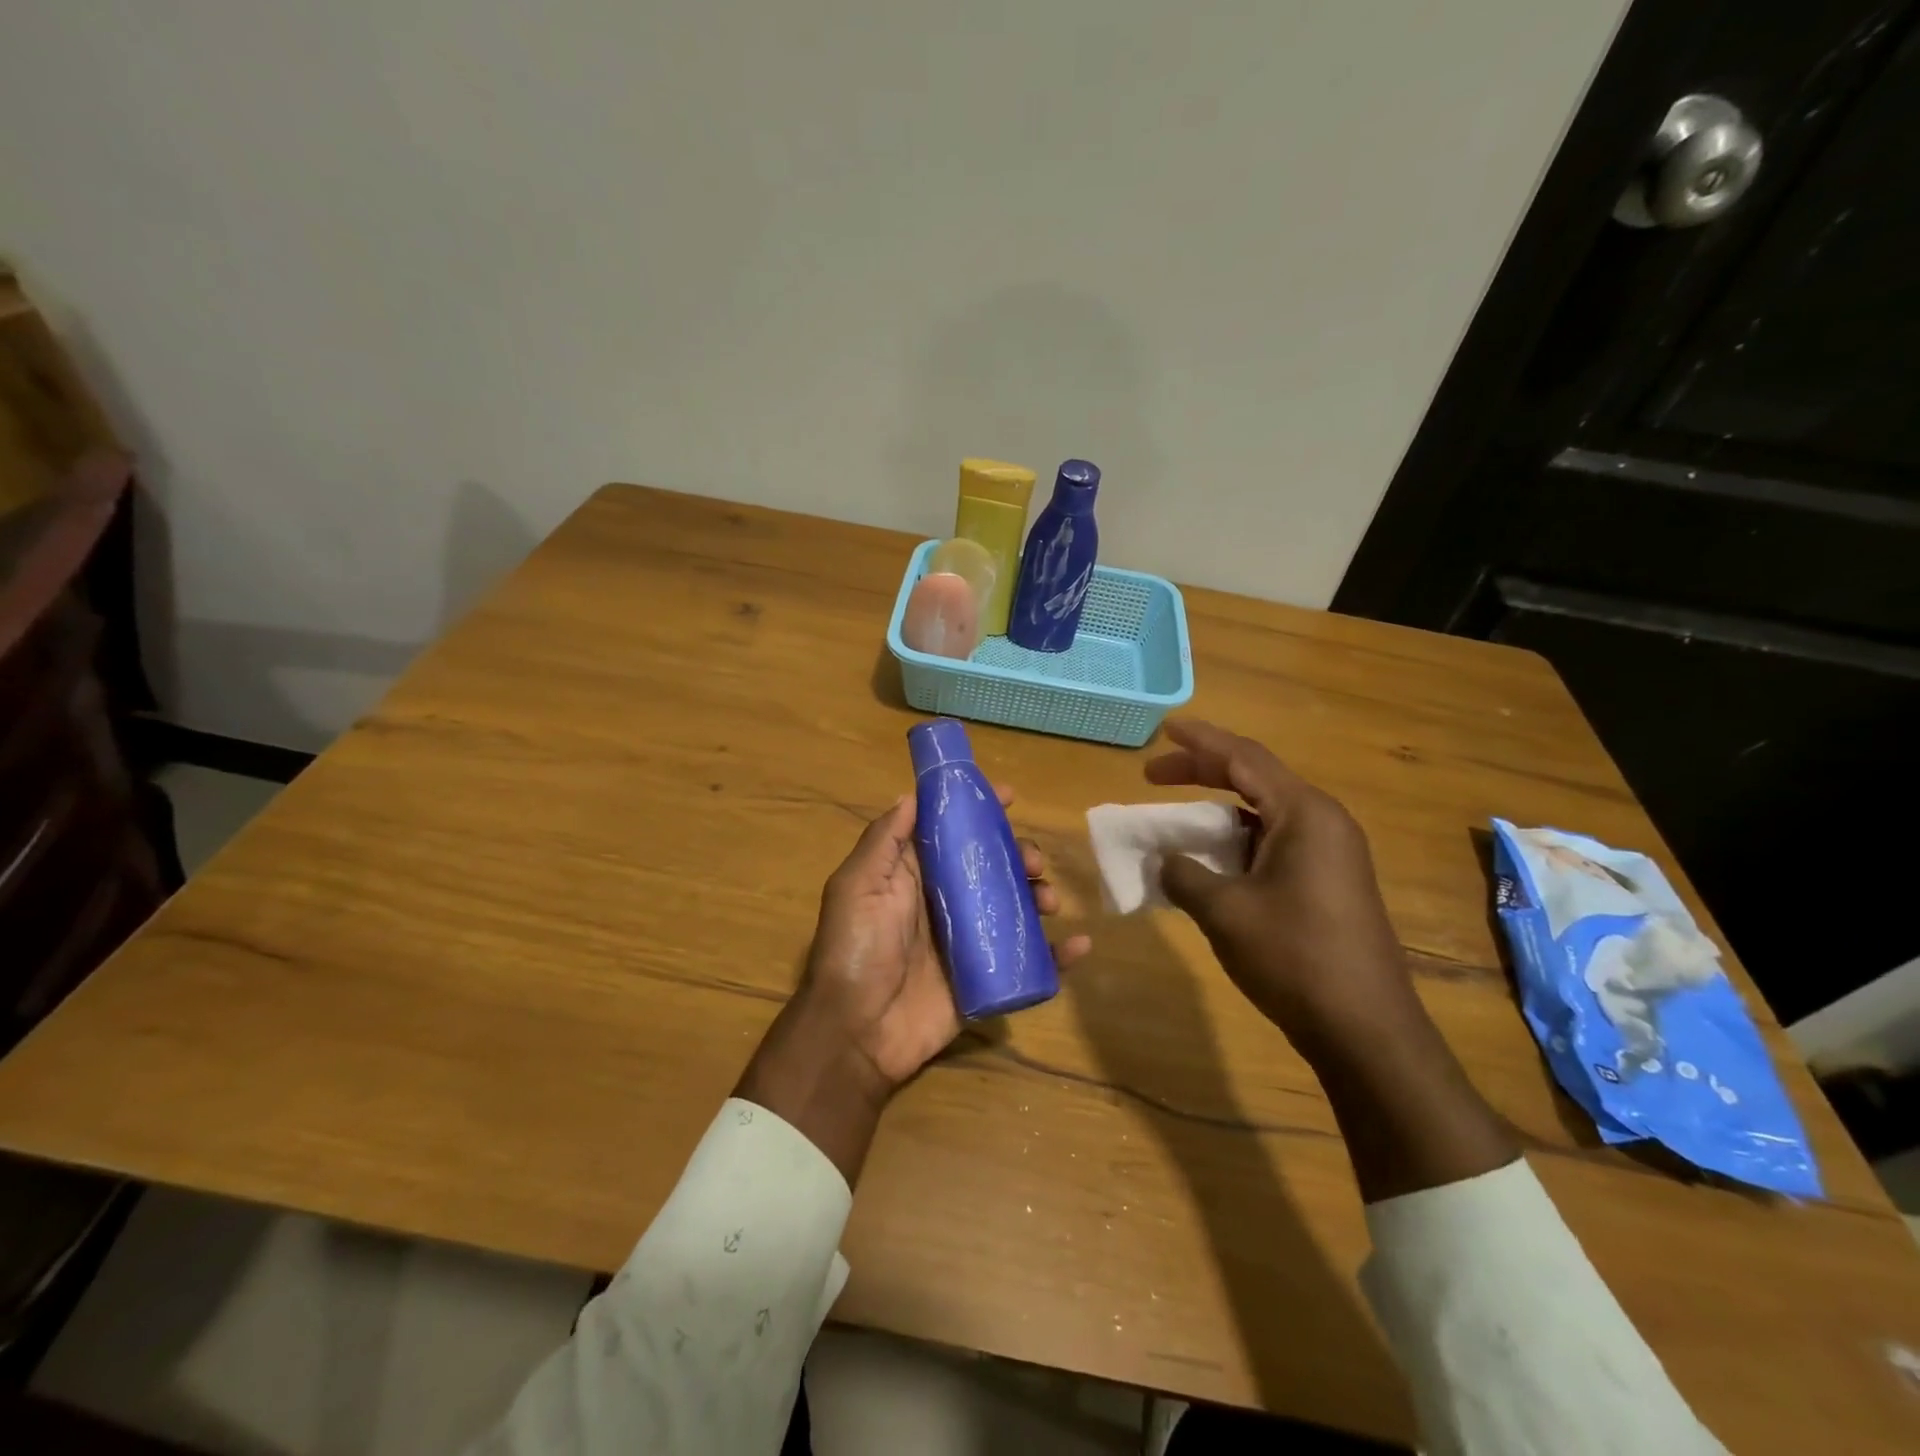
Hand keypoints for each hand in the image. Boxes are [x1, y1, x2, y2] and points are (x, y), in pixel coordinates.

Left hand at [736, 788, 1089, 1184]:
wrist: (857, 1033)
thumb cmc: (855, 950)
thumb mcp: (857, 886)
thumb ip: (885, 841)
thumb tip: (914, 794)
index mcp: (914, 877)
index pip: (953, 834)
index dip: (980, 812)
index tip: (1011, 795)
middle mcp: (945, 903)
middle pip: (992, 868)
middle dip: (1019, 855)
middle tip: (1034, 862)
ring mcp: (968, 942)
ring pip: (1015, 908)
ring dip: (1039, 895)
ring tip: (1048, 901)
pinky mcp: (986, 979)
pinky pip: (1030, 964)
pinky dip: (1059, 955)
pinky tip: (1080, 944)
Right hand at [1146, 719, 1517, 1199]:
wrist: (1365, 1030)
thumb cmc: (1294, 958)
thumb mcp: (1224, 912)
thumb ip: (1184, 874)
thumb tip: (1165, 860)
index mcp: (1305, 814)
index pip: (1244, 759)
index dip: (1200, 742)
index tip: (1164, 730)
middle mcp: (1323, 822)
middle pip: (1255, 778)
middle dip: (1202, 772)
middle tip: (1154, 776)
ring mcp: (1332, 853)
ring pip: (1264, 812)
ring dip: (1218, 809)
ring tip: (1177, 819)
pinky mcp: (1330, 881)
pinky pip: (1275, 841)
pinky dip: (1237, 840)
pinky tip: (1211, 860)